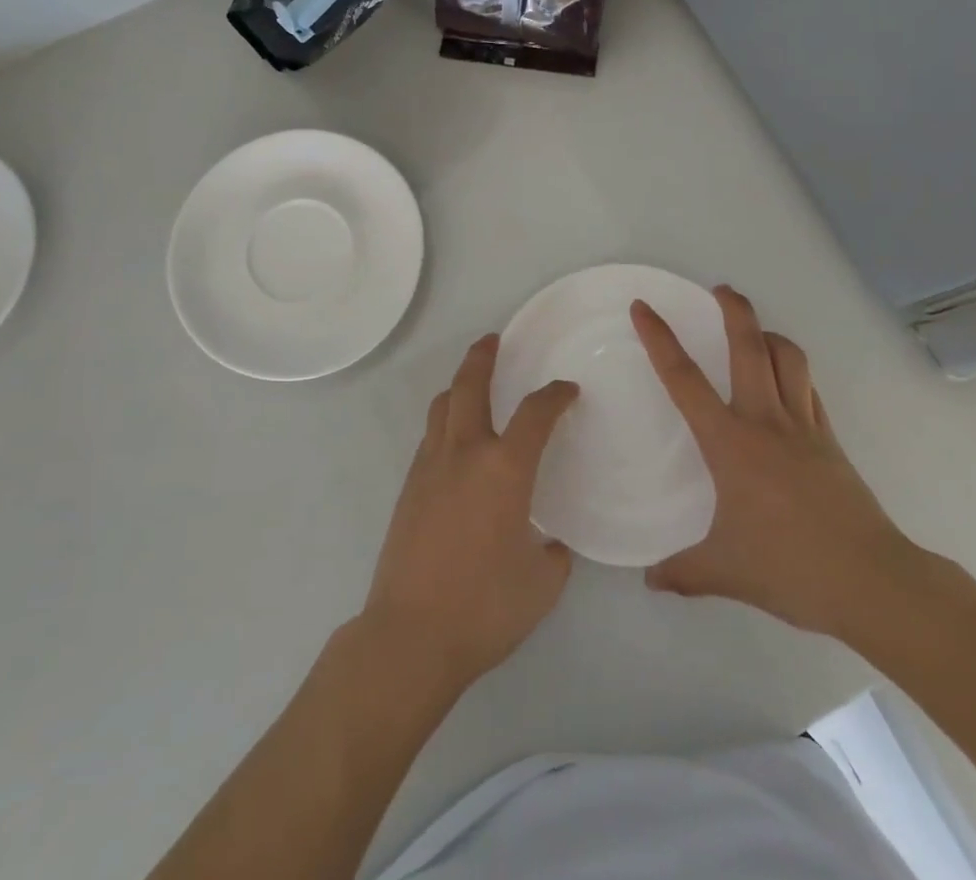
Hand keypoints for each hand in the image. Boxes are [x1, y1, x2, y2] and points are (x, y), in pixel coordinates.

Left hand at [360, 336, 577, 695]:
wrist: (410, 635)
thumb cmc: (485, 608)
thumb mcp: (542, 585)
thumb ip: (553, 554)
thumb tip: (550, 543)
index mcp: (504, 469)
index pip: (536, 413)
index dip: (555, 395)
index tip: (566, 391)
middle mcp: (465, 453)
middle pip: (471, 385)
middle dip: (483, 356)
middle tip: (493, 340)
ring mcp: (430, 467)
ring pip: (442, 406)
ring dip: (460, 386)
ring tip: (473, 385)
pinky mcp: (408, 487)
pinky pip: (430, 437)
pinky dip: (445, 422)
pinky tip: (456, 443)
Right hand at [632, 286, 928, 640]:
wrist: (872, 582)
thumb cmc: (790, 568)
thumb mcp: (725, 572)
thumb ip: (683, 571)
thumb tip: (650, 580)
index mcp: (730, 442)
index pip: (683, 378)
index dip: (659, 338)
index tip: (643, 307)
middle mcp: (765, 420)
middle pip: (748, 345)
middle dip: (733, 309)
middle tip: (719, 289)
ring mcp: (804, 427)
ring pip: (787, 359)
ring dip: (769, 335)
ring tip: (754, 330)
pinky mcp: (831, 441)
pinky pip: (809, 390)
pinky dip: (794, 373)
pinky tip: (786, 381)